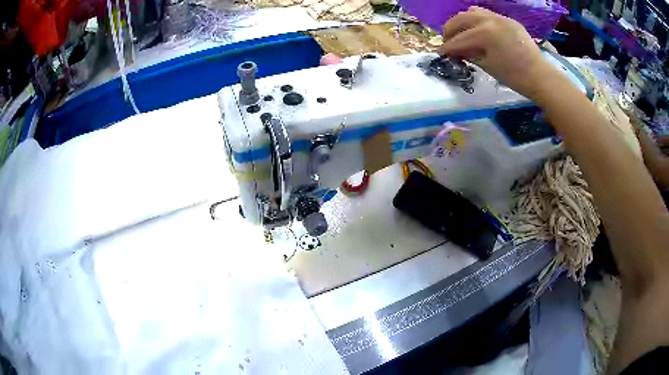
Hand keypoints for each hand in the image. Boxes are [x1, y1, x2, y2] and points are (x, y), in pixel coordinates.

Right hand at [438, 7, 559, 100]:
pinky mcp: (508, 20)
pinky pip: (487, 14)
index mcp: (484, 33)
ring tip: (462, 33)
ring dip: (462, 21)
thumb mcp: (487, 66)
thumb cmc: (514, 76)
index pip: (459, 39)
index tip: (440, 54)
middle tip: (447, 42)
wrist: (540, 76)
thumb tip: (456, 51)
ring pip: (472, 12)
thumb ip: (468, 54)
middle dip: (450, 30)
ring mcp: (500, 17)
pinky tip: (479, 31)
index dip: (447, 48)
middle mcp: (489, 19)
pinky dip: (478, 20)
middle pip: (460, 19)